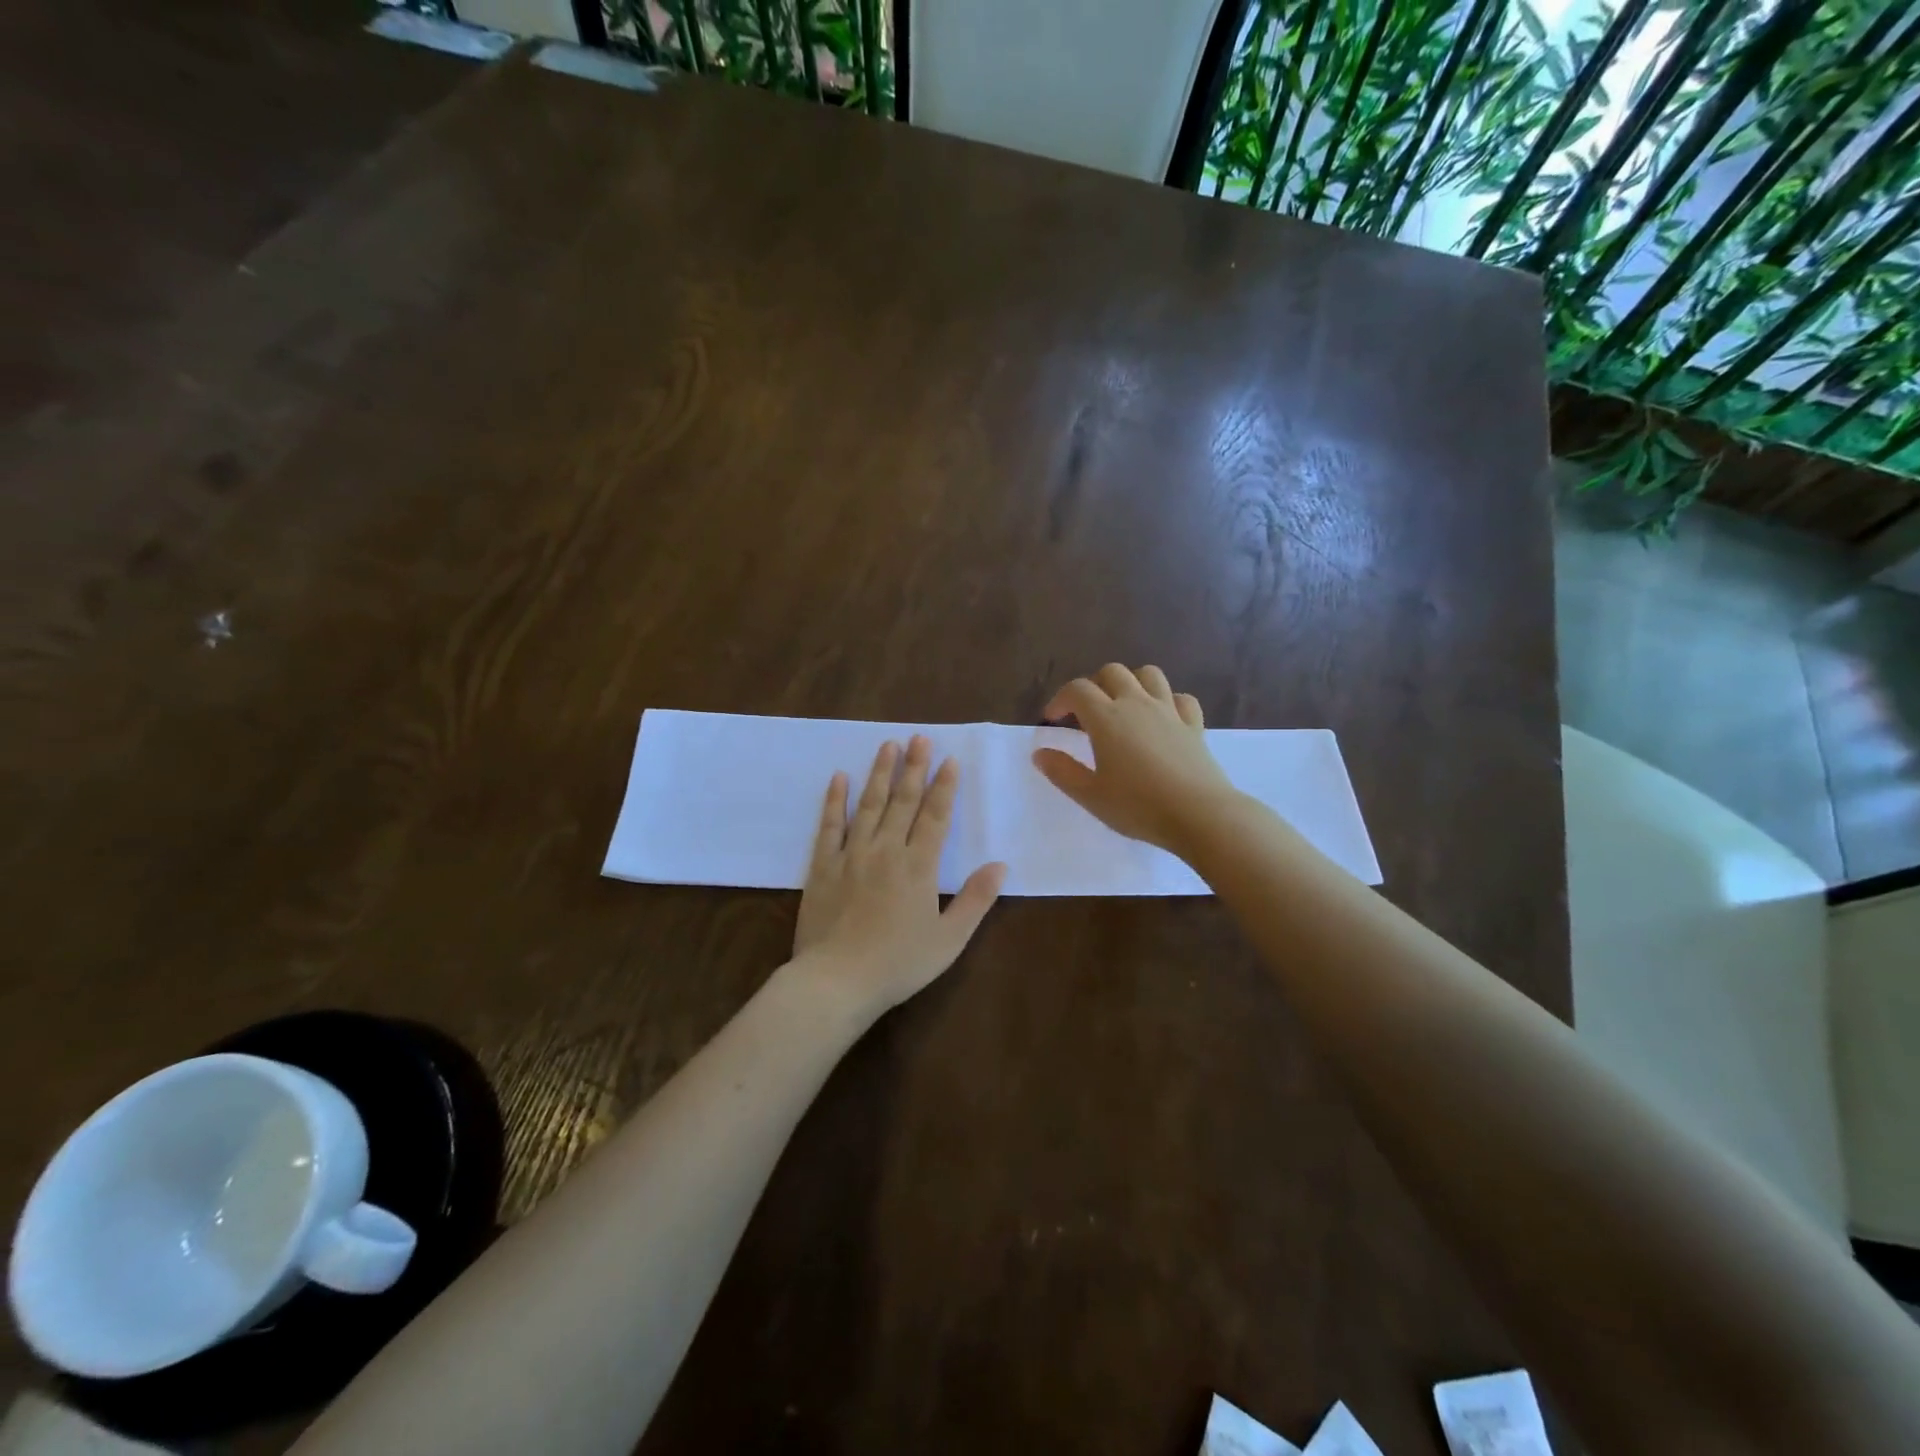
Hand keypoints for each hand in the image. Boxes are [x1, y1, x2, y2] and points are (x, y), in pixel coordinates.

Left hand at [791, 736, 1006, 1017]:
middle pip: (903, 802)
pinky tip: (839, 778)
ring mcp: (851, 855)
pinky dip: (834, 800)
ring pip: (869, 805)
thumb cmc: (899, 964)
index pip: (935, 816)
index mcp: (918, 867)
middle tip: (919, 738)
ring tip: (888, 745)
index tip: (950, 760)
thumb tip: (1000, 865)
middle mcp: (886, 851)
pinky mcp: (823, 866)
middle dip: (914, 768)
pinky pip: (829, 826)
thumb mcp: (949, 939)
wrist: (837, 981)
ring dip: (880, 773)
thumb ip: (976, 900)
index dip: (944, 787)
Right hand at [1033, 664, 1239, 855]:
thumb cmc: (1138, 806)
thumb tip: (1040, 753)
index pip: (1078, 690)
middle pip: (1112, 672)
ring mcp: (1169, 711)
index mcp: (1106, 718)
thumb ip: (1062, 771)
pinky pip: (1180, 698)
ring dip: (1131, 682)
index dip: (1060, 699)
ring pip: (1149, 674)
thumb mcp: (1090, 795)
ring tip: (1123, 705)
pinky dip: (1167, 700)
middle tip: (1086, 713)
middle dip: (1094, 685)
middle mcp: (1137, 704)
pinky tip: (1162, 718)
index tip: (1052, 720)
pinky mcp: (1194, 724)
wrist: (1199, 814)